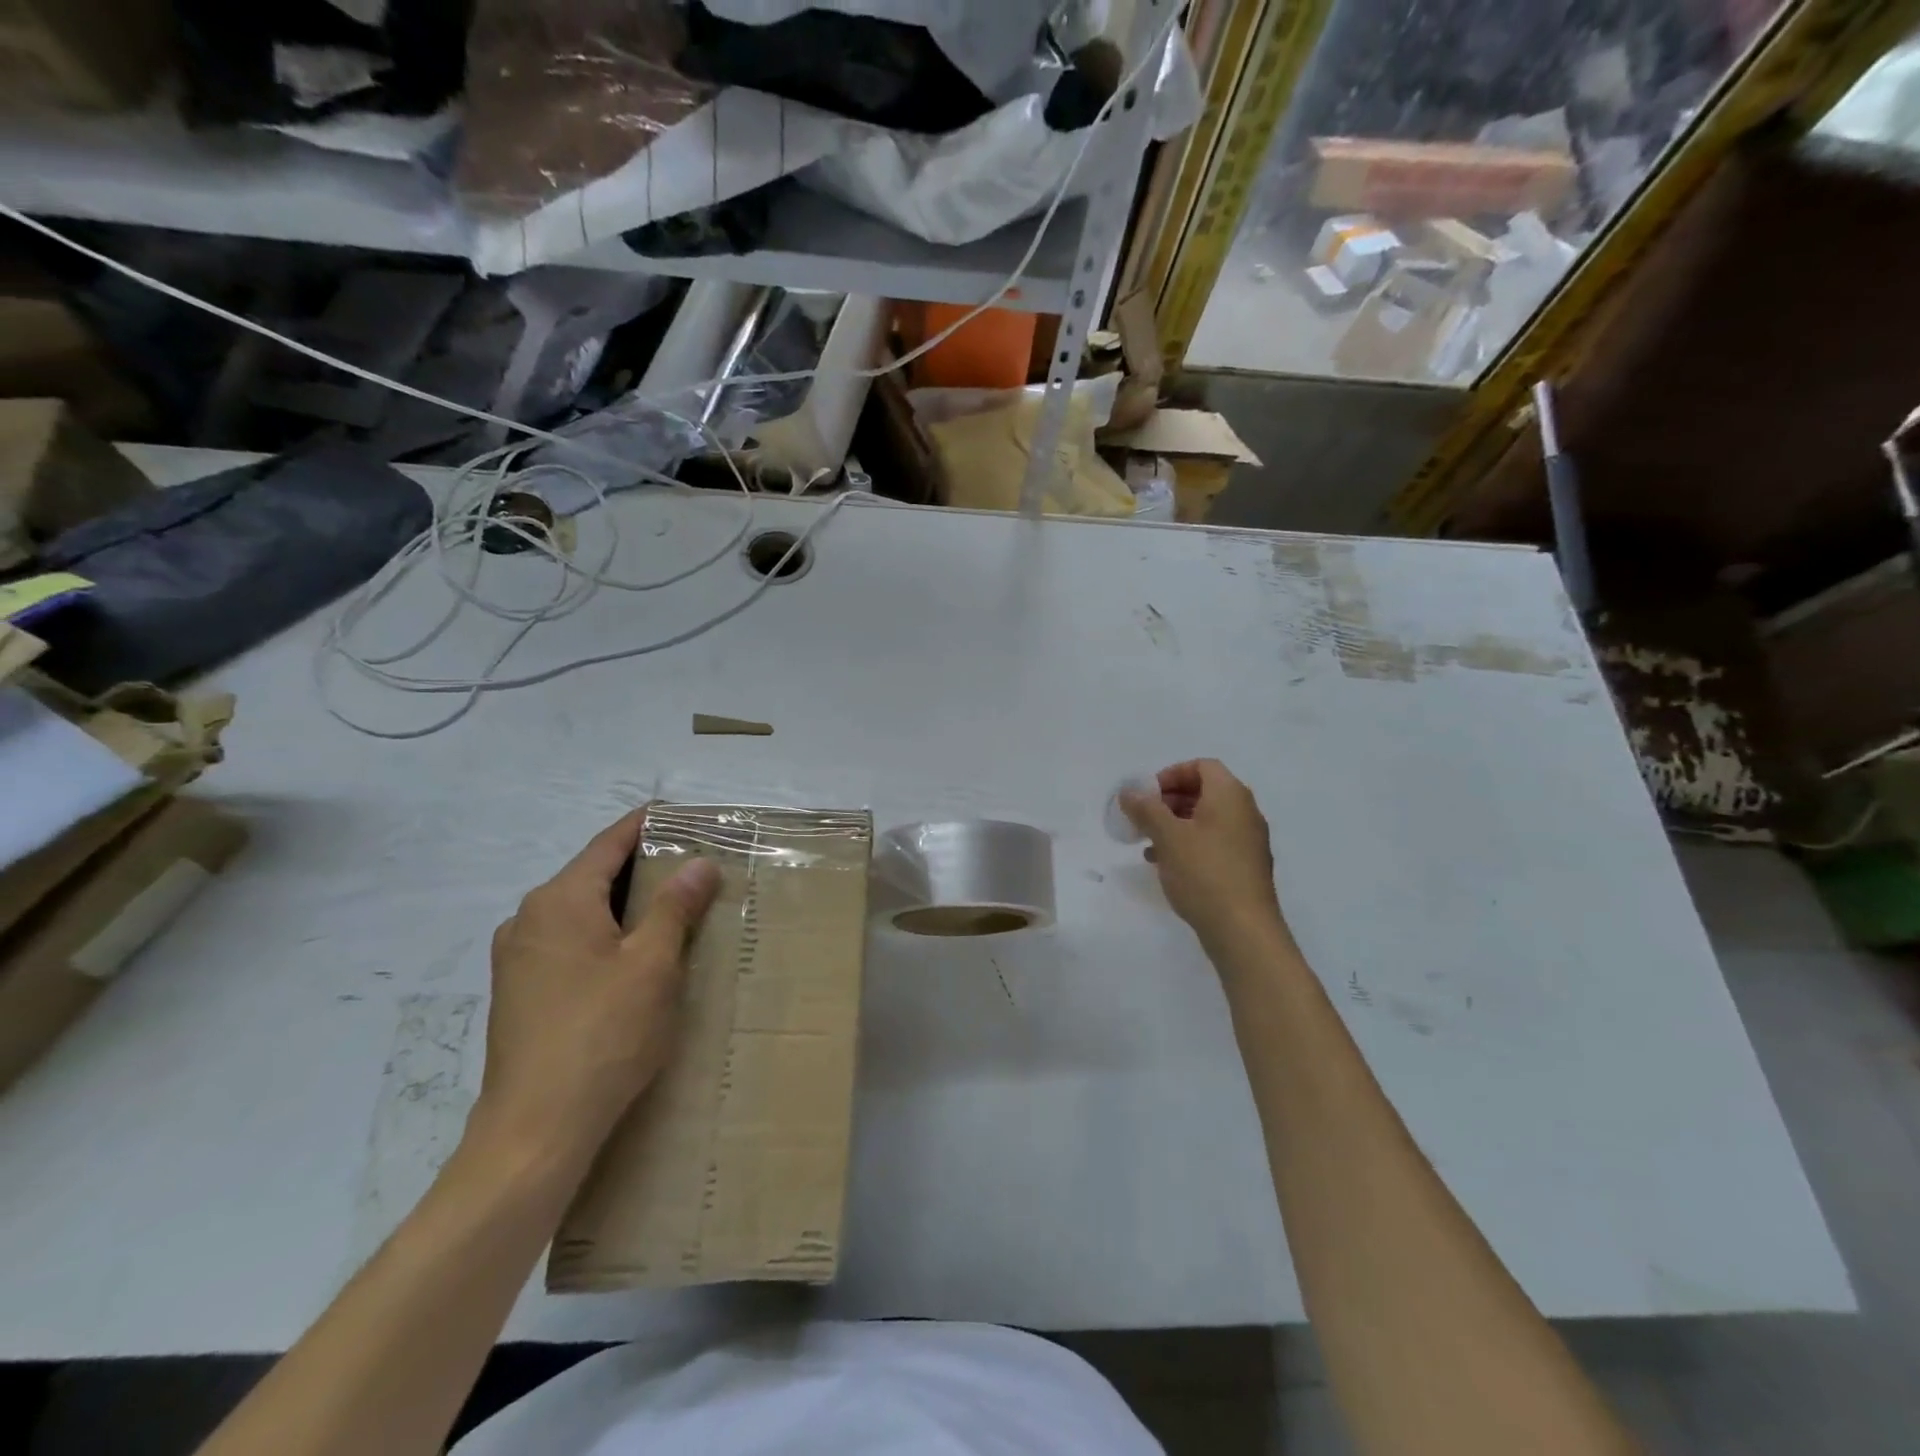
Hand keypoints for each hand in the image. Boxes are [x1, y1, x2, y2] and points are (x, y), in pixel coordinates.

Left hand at [474, 810, 721, 1163]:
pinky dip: (603, 934)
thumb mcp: (653, 964)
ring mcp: (517, 958)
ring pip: (580, 912)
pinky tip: (632, 956)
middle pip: (593, 875)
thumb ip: (675, 907)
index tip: (681, 814)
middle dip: (641, 867)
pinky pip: (568, 942)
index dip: (646, 825)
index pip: (609, 843)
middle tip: (692, 864)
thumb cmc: (603, 1033)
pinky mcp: (518, 992)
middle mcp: (528, 919)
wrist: (535, 1129)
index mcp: (559, 900)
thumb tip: (699, 864)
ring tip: (671, 908)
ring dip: (623, 904)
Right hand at [1121, 760, 1286, 948]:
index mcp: (1230, 796)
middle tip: (1143, 818)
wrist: (1243, 931)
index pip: (1202, 766)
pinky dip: (1189, 845)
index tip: (1147, 795)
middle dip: (1170, 801)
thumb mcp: (1167, 837)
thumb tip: (1129, 791)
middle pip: (1205, 792)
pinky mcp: (1245, 868)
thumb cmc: (1204, 873)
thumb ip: (1146, 809)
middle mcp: (1245, 813)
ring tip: (1149, 843)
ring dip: (1176, 825)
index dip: (1171, 774)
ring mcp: (1248, 842)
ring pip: (1207, 820)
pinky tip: (1166, 865)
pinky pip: (1214, 843)